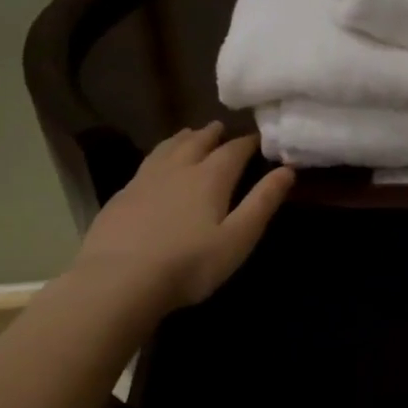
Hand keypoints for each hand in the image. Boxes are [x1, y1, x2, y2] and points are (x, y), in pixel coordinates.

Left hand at [75, 123, 293, 309]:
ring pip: (168, 148)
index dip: (248, 142)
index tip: (258, 138)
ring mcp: (145, 180)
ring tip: (190, 134)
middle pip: (197, 142)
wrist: (120, 280)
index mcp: (210, 177)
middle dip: (212, 134)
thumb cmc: (190, 263)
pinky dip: (159, 156)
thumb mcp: (238, 238)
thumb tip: (287, 170)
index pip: (234, 150)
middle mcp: (178, 169)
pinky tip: (156, 166)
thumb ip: (262, 202)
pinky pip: (146, 164)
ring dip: (183, 139)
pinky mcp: (122, 196)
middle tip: (221, 127)